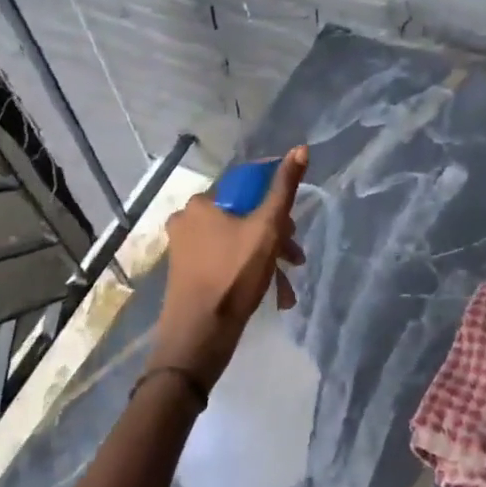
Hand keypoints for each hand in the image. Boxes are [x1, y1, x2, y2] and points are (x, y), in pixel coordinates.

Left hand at [152, 146, 307, 390]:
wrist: (197, 338)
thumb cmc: (233, 277)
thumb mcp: (267, 229)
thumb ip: (284, 189)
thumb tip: (301, 148)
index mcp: (202, 204)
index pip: (248, 188)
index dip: (275, 204)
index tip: (293, 227)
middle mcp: (187, 221)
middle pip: (244, 217)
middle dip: (275, 238)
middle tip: (295, 260)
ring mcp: (184, 250)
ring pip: (237, 243)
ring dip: (267, 260)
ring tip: (287, 287)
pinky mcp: (187, 275)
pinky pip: (225, 263)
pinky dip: (248, 274)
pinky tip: (271, 296)